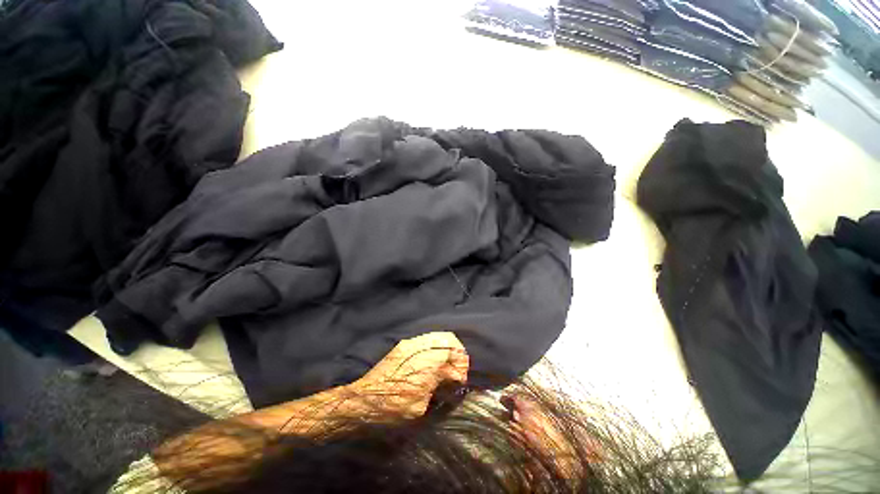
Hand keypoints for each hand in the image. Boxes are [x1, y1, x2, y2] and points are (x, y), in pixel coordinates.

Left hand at [349, 332, 469, 418]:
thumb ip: (439, 384)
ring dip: (447, 348)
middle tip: (457, 369)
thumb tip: (453, 375)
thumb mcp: (420, 404)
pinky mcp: (403, 345)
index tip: (460, 380)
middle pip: (448, 338)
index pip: (454, 353)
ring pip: (437, 335)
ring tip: (447, 365)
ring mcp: (411, 343)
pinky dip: (436, 347)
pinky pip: (426, 339)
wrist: (363, 401)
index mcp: (427, 361)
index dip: (462, 366)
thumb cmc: (393, 408)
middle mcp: (420, 346)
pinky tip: (434, 362)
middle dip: (457, 352)